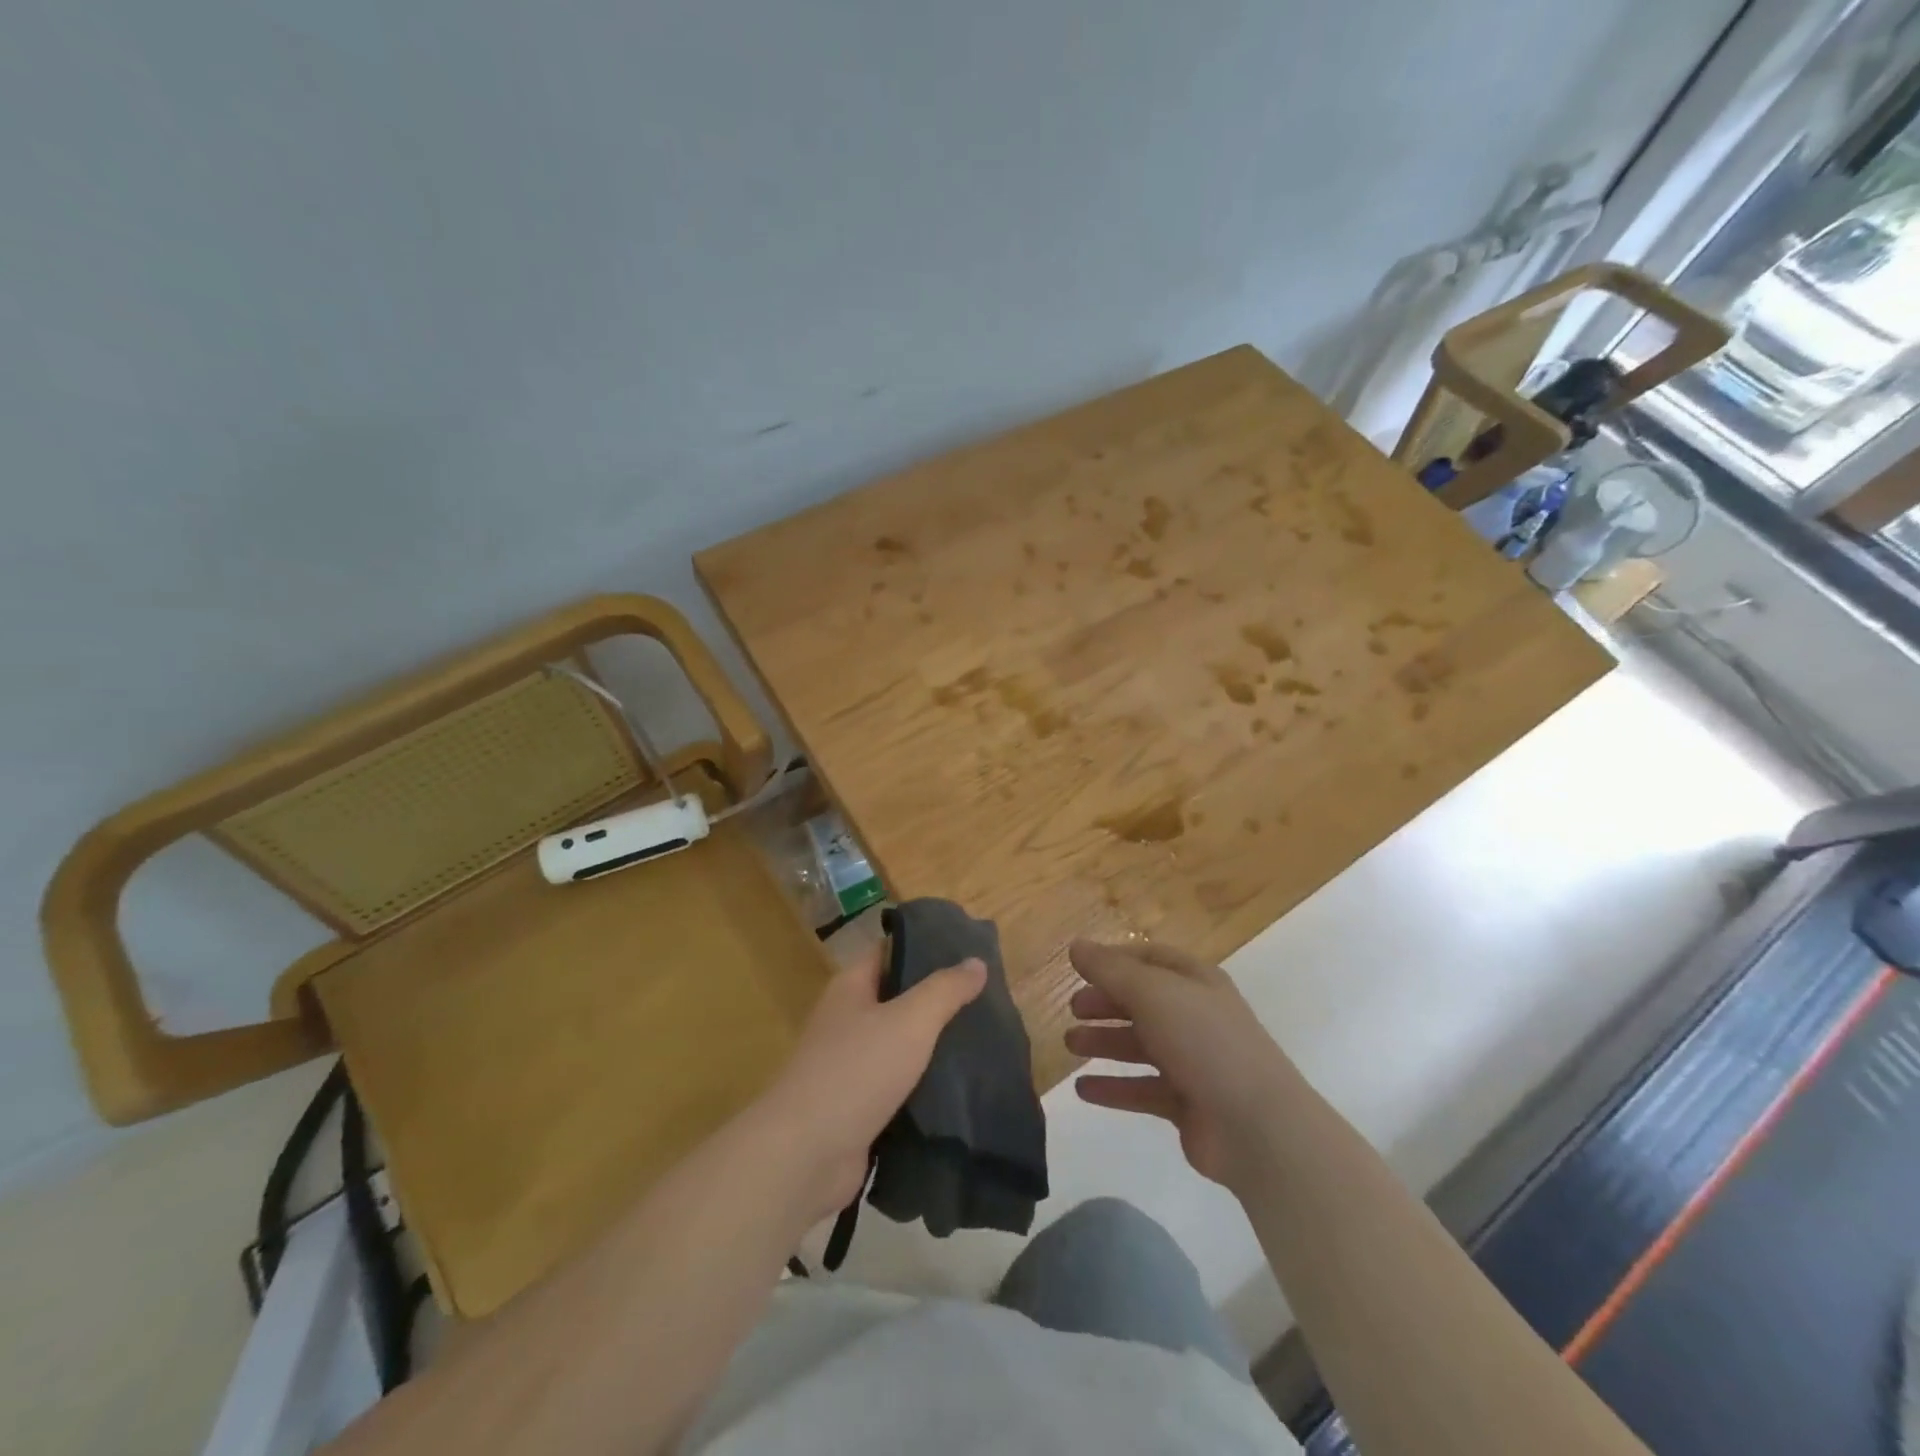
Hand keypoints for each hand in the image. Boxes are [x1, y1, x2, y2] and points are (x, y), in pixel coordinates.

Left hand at [756, 941, 986, 1223]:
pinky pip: (900, 1086)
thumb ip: (945, 990)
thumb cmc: (856, 1071)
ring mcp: (851, 1066)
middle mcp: (848, 1020)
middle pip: (899, 998)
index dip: (927, 947)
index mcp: (851, 988)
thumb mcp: (910, 1020)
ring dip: (936, 1045)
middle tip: (988, 998)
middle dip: (939, 999)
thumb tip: (976, 961)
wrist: (806, 1155)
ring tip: (985, 1040)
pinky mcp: (860, 1107)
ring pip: (902, 1045)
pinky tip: (963, 1087)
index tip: (970, 951)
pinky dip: (926, 1085)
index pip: (891, 952)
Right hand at [1065, 939, 1295, 1190]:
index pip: (1151, 959)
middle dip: (1106, 1002)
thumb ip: (1110, 970)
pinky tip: (1083, 1090)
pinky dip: (1114, 1088)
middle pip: (1143, 1002)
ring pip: (1140, 1046)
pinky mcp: (1187, 1104)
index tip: (1080, 967)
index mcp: (1196, 981)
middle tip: (1073, 1009)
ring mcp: (1194, 1062)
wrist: (1257, 1126)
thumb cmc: (1203, 1041)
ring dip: (1105, 1042)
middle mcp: (1196, 1016)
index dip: (1116, 960)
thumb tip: (1076, 946)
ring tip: (1070, 1045)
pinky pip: (1142, 1089)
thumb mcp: (1152, 992)